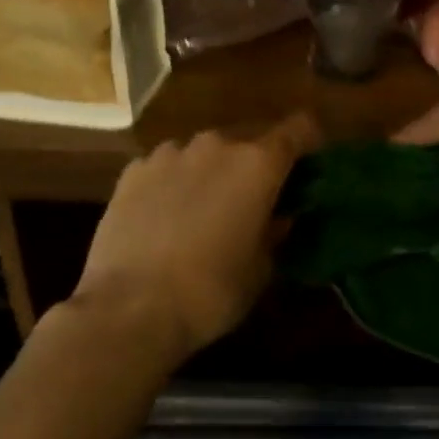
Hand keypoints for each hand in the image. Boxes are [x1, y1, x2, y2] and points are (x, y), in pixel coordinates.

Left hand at [73, 113, 320, 359]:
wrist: (129, 309)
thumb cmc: (210, 292)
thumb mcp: (260, 270)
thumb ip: (275, 232)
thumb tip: (279, 217)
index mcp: (258, 164)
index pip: (299, 129)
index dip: (309, 142)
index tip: (309, 165)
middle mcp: (216, 145)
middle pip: (248, 142)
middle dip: (254, 166)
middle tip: (251, 201)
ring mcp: (170, 152)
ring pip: (203, 153)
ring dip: (210, 172)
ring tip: (201, 211)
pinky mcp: (133, 169)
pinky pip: (166, 166)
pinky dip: (172, 183)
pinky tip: (163, 218)